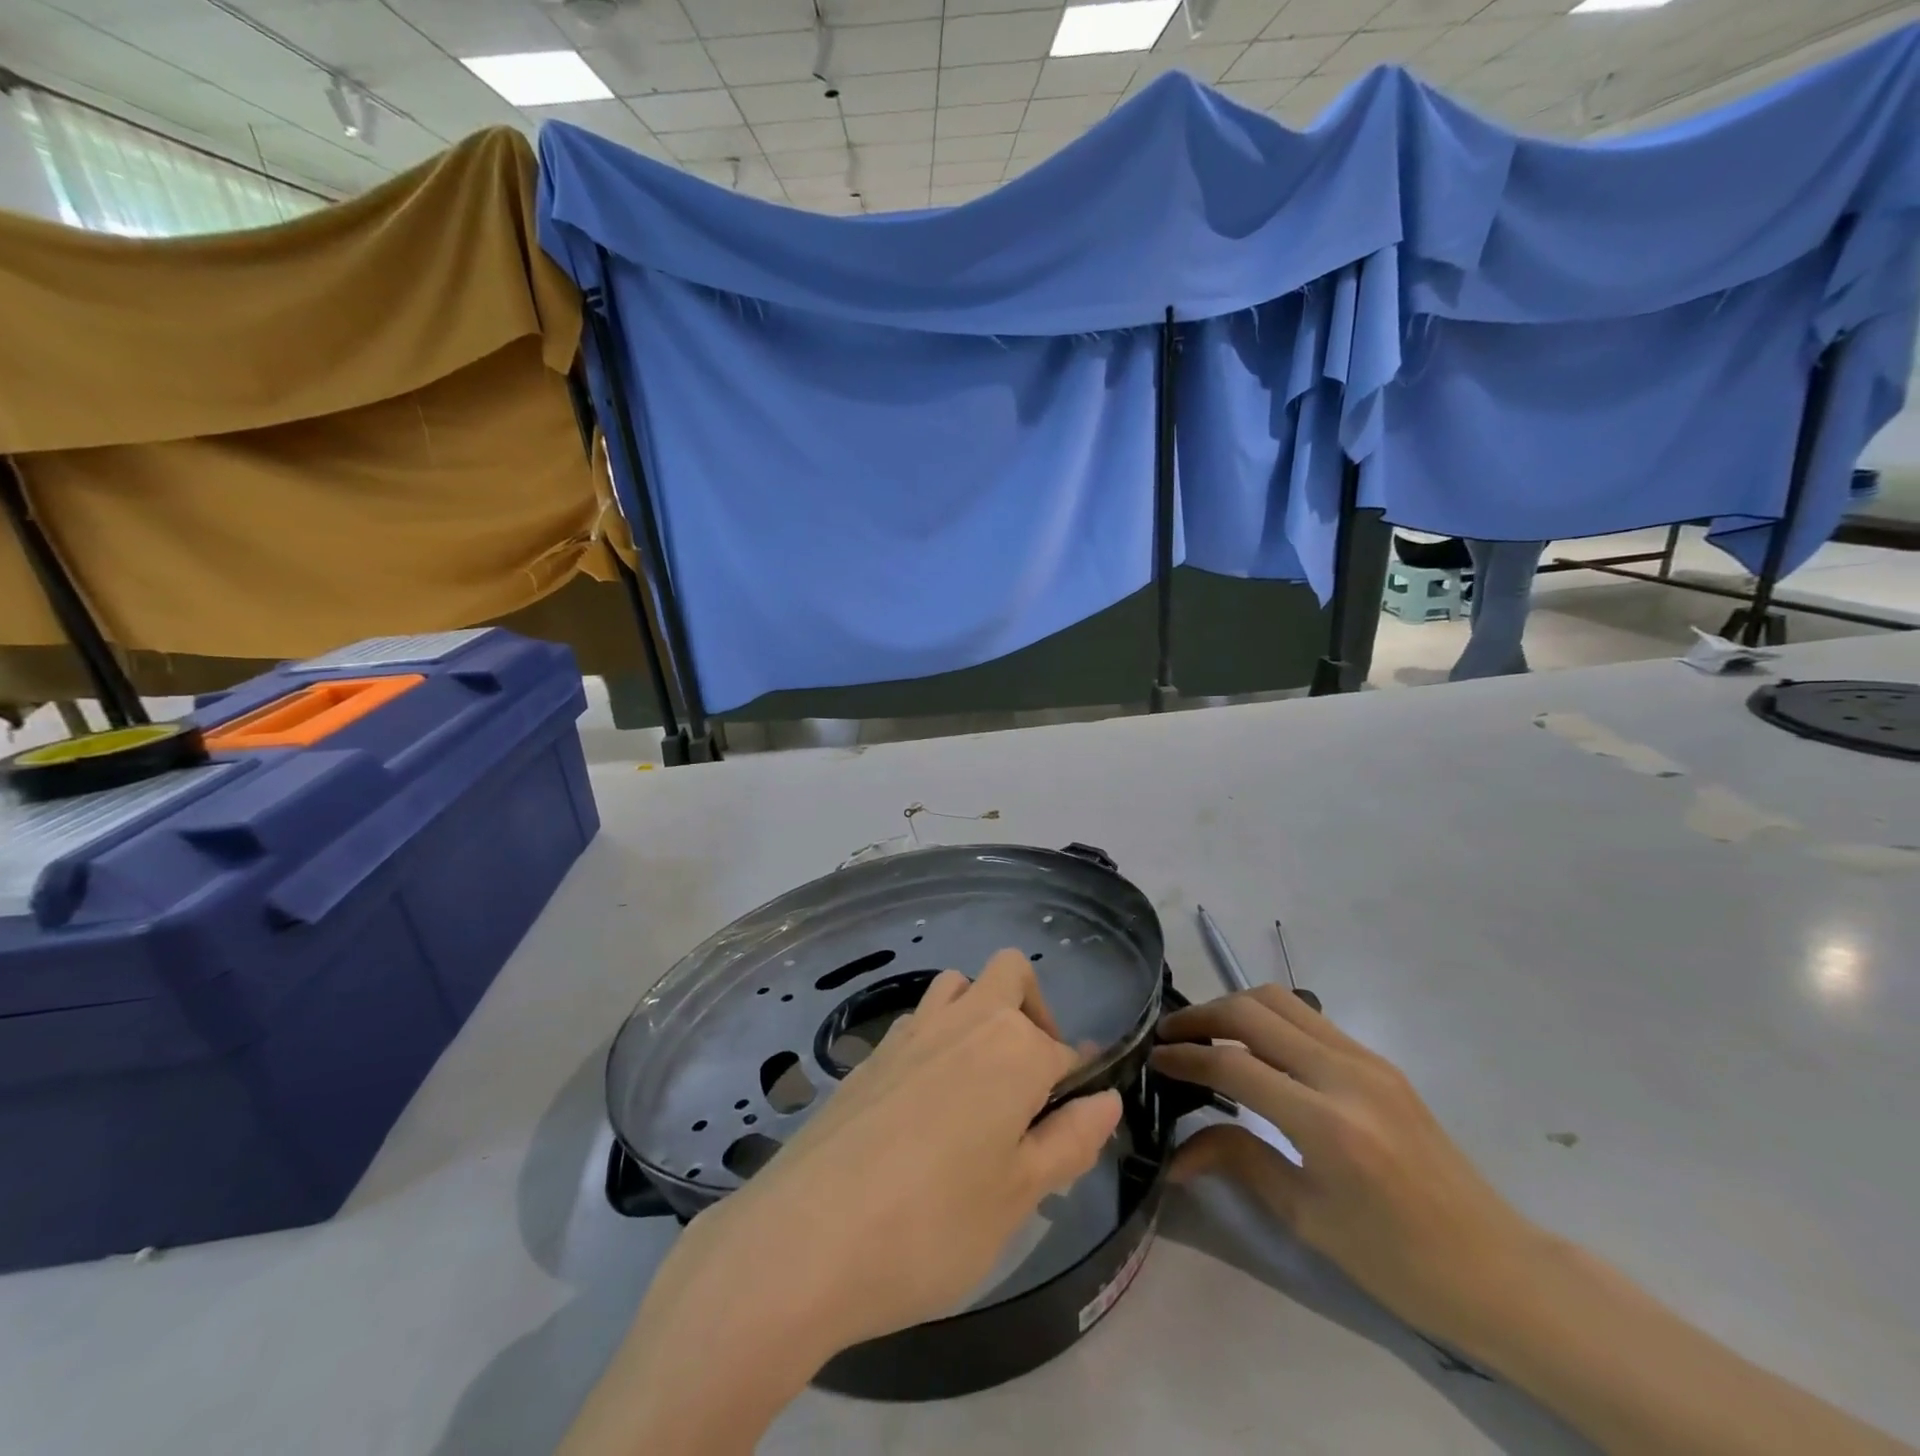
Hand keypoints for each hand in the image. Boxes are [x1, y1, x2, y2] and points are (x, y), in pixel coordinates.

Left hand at [559, 950, 1122, 1455]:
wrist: (807, 1238)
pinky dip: (937, 1038)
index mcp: (1013, 1048)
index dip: (1077, 1087)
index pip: (1065, 1051)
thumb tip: (1107, 1098)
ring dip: (980, 1013)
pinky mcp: (870, 1053)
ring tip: (979, 1087)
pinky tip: (925, 1104)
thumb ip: (1069, 1140)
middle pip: (1011, 976)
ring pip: (959, 985)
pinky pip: (917, 1020)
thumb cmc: (933, 1224)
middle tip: (1029, 1086)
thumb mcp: (1018, 1196)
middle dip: (1033, 1013)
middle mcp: (965, 1020)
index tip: (1071, 1131)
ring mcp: (911, 1029)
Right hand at [1151, 986, 1545, 1348]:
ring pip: (1281, 1000)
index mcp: (1327, 1124)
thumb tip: (1175, 1153)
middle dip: (1202, 1017)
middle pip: (1253, 1011)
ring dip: (1234, 1007)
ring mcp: (1366, 1059)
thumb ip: (1238, 1163)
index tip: (1154, 1059)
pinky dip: (1268, 1018)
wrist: (1498, 1269)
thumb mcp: (1307, 1219)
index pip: (1234, 1065)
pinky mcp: (1378, 1060)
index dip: (1186, 1057)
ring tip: (1205, 1033)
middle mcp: (1346, 1074)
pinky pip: (1309, 1017)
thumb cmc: (1398, 1262)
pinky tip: (1254, 1046)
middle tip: (1170, 1037)